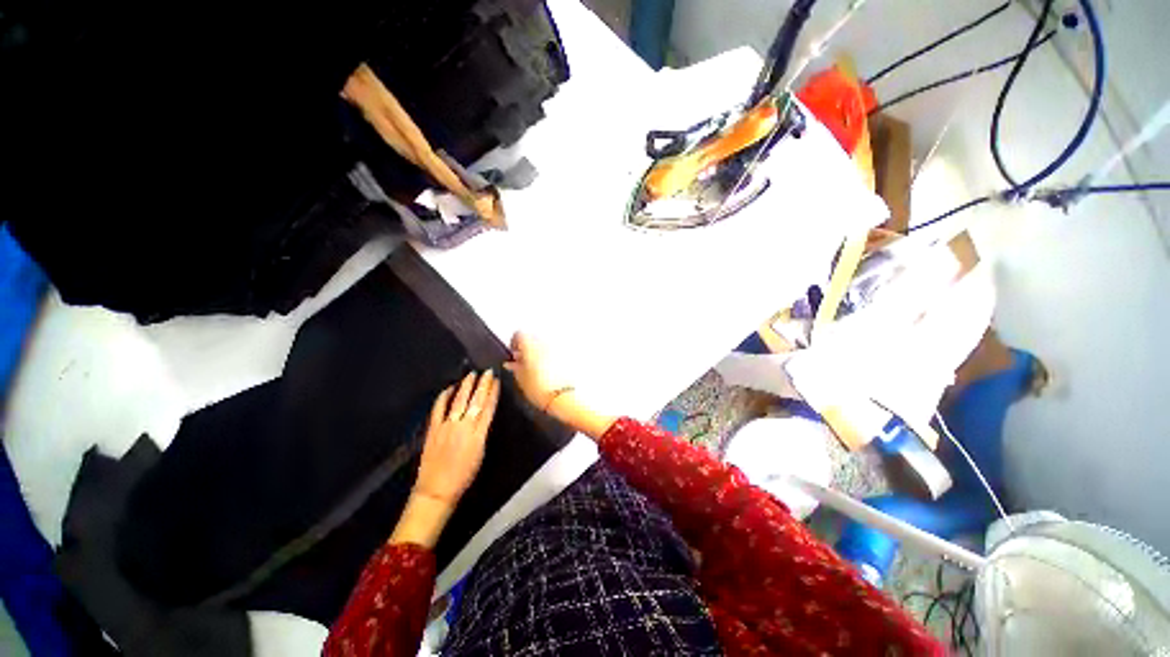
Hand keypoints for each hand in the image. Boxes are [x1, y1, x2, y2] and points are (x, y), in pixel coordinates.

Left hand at [392, 371, 498, 548]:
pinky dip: (444, 397)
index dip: (493, 393)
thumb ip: (482, 433)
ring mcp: (447, 426)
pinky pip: (439, 409)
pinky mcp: (434, 429)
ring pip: (459, 401)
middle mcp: (464, 427)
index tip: (497, 381)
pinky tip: (449, 388)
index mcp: (479, 434)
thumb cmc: (464, 476)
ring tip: (472, 374)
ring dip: (466, 386)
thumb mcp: (481, 453)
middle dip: (483, 385)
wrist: (437, 490)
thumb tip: (483, 417)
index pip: (488, 408)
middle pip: (476, 401)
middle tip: (487, 372)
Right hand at [504, 332, 566, 408]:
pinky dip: (551, 358)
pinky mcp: (567, 355)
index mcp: (530, 344)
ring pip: (545, 344)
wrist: (562, 397)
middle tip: (524, 362)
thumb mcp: (520, 378)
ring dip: (540, 352)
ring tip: (537, 368)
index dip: (514, 344)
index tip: (513, 354)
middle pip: (533, 338)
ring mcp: (557, 348)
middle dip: (528, 347)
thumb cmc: (540, 388)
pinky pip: (555, 352)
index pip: (519, 334)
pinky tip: (549, 371)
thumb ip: (515, 367)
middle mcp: (545, 342)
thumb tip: (512, 364)